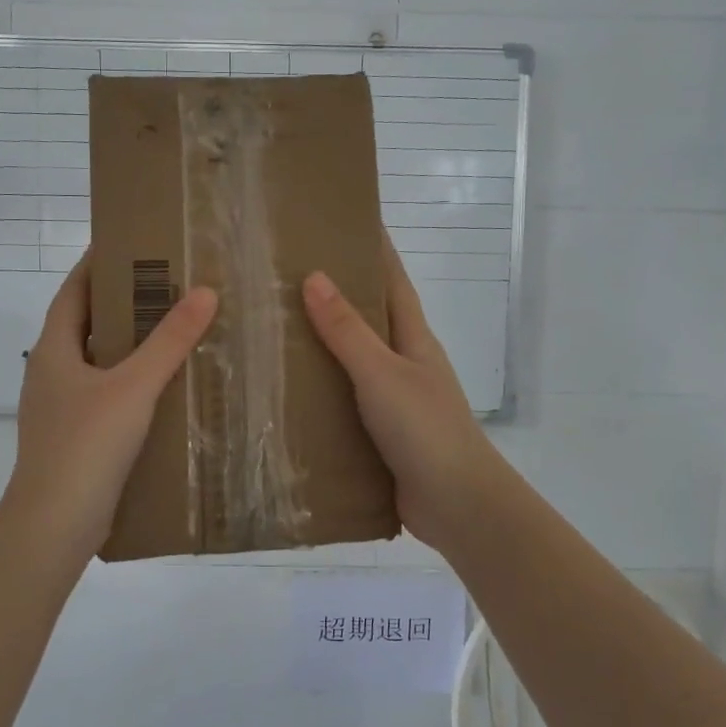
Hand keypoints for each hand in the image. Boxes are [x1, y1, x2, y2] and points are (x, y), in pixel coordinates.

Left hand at [3, 256, 218, 563]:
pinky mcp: (75, 438)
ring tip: (172, 331)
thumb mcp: (134, 387)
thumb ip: (169, 341)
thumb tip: (205, 292)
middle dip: (121, 304)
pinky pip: (106, 396)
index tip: (129, 245)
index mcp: (54, 350)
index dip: (96, 265)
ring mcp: (61, 408)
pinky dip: (130, 383)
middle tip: (165, 286)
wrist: (55, 523)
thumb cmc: (87, 444)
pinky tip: (163, 389)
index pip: (73, 292)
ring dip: (128, 346)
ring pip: (97, 363)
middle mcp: (52, 373)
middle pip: (86, 325)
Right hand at [302, 237, 504, 550]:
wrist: (456, 505)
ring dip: (318, 346)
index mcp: (412, 339)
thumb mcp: (382, 373)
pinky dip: (317, 393)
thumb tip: (314, 276)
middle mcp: (402, 363)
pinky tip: (282, 392)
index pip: (391, 280)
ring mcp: (389, 400)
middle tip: (283, 274)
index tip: (342, 221)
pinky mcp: (375, 434)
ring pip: (349, 362)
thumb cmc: (425, 429)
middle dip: (334, 294)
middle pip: (367, 318)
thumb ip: (348, 330)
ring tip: (269, 327)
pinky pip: (340, 403)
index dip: (373, 250)